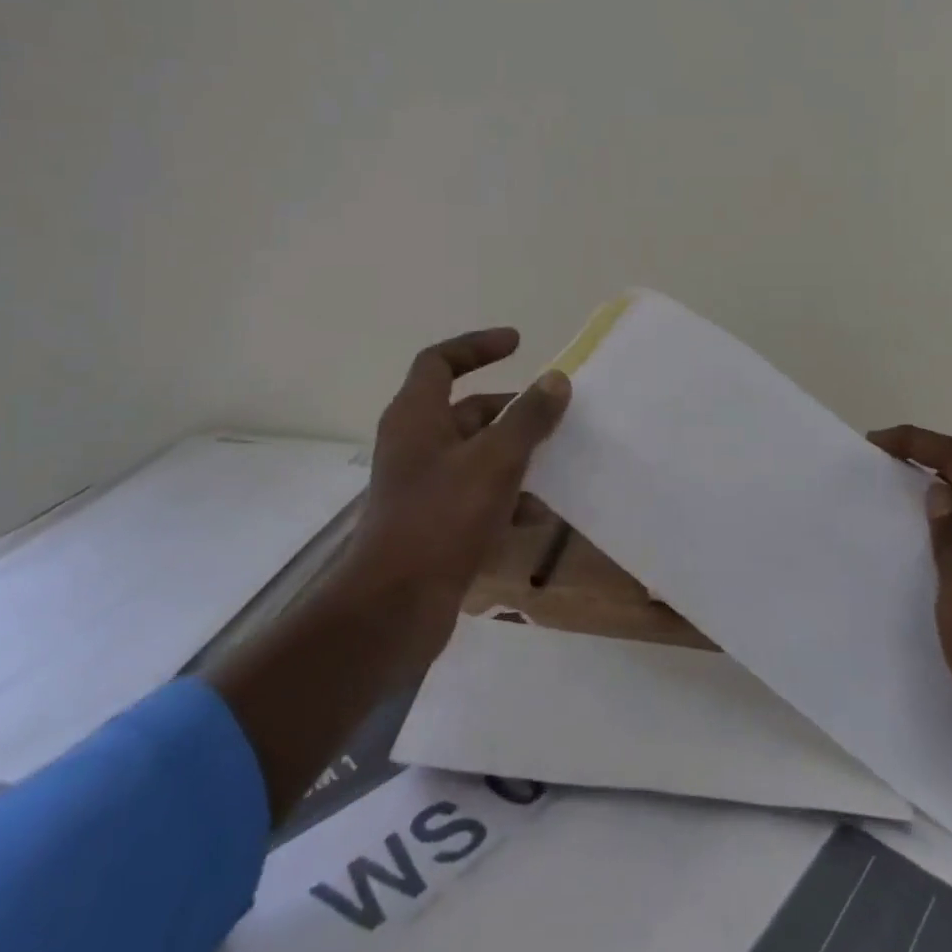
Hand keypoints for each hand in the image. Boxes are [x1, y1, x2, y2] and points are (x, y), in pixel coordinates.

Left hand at [341, 328, 571, 674]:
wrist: (394, 608)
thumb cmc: (442, 518)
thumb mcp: (495, 460)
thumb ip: (528, 417)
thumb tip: (556, 379)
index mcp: (417, 416)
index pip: (440, 361)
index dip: (477, 346)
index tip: (518, 344)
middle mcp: (415, 444)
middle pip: (466, 410)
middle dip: (511, 410)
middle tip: (552, 413)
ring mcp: (422, 486)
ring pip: (476, 455)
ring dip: (515, 457)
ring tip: (556, 465)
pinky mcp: (432, 523)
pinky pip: (476, 495)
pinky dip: (506, 498)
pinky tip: (538, 517)